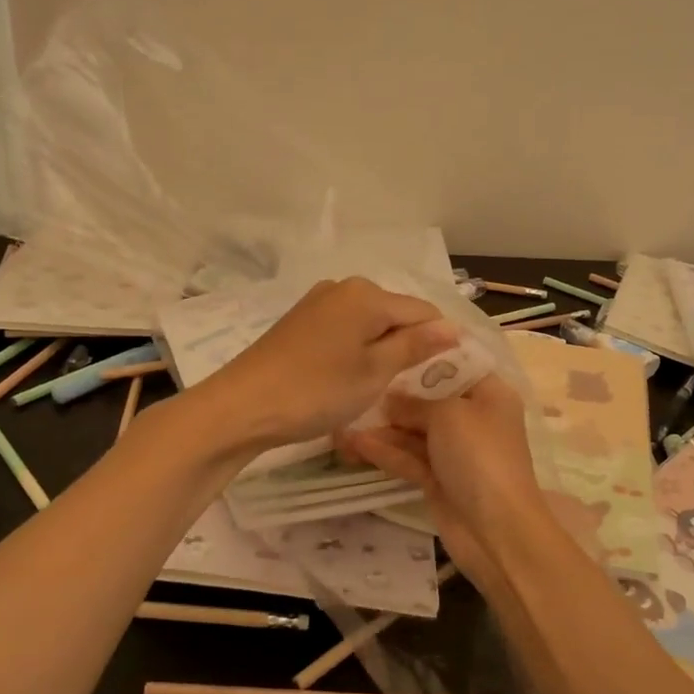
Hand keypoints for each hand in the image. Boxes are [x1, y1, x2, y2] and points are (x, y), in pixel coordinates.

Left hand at [195, 277, 457, 453]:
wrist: (241, 406)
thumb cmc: (316, 391)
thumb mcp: (374, 372)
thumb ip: (415, 346)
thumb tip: (453, 327)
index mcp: (368, 294)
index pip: (424, 311)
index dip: (441, 341)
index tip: (448, 375)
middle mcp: (344, 287)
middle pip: (396, 313)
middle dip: (410, 344)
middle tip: (414, 386)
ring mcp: (318, 301)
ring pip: (370, 322)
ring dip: (382, 348)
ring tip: (383, 384)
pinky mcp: (300, 320)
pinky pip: (346, 328)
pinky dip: (357, 348)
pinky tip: (351, 375)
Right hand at [337, 374, 549, 578]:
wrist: (496, 530)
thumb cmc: (480, 456)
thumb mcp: (448, 414)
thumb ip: (414, 402)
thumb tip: (390, 400)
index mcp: (489, 394)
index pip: (455, 364)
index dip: (422, 355)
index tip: (386, 347)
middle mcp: (473, 418)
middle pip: (429, 398)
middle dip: (393, 395)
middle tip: (355, 384)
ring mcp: (454, 450)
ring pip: (413, 431)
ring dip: (381, 427)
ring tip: (342, 418)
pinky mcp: (437, 478)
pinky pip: (407, 457)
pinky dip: (383, 451)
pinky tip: (351, 443)